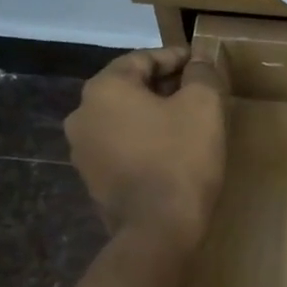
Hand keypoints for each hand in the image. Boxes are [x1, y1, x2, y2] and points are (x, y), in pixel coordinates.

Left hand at [65, 48, 224, 253]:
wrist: (158, 229)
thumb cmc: (181, 158)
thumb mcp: (203, 106)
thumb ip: (202, 74)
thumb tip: (200, 62)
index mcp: (104, 89)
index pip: (142, 59)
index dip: (176, 57)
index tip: (201, 62)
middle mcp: (82, 115)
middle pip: (129, 88)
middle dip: (164, 86)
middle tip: (198, 90)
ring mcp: (83, 151)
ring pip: (124, 119)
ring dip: (153, 114)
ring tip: (187, 121)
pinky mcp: (93, 180)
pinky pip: (121, 147)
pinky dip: (144, 140)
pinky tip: (171, 150)